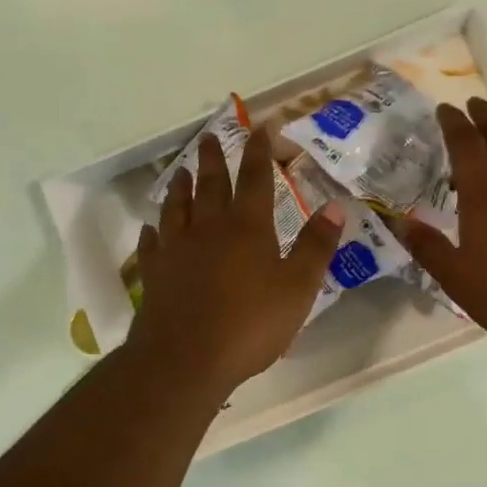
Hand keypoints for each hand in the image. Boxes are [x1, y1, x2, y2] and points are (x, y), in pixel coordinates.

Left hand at [128, 126, 343, 392]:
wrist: (185, 359)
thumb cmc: (250, 323)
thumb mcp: (298, 287)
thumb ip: (316, 246)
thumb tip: (335, 206)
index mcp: (247, 228)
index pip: (255, 179)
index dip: (259, 152)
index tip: (259, 128)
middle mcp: (208, 229)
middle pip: (211, 185)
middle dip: (214, 159)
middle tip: (210, 137)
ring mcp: (176, 250)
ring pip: (177, 208)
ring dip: (181, 187)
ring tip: (182, 171)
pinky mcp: (154, 275)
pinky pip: (152, 245)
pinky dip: (152, 231)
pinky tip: (151, 227)